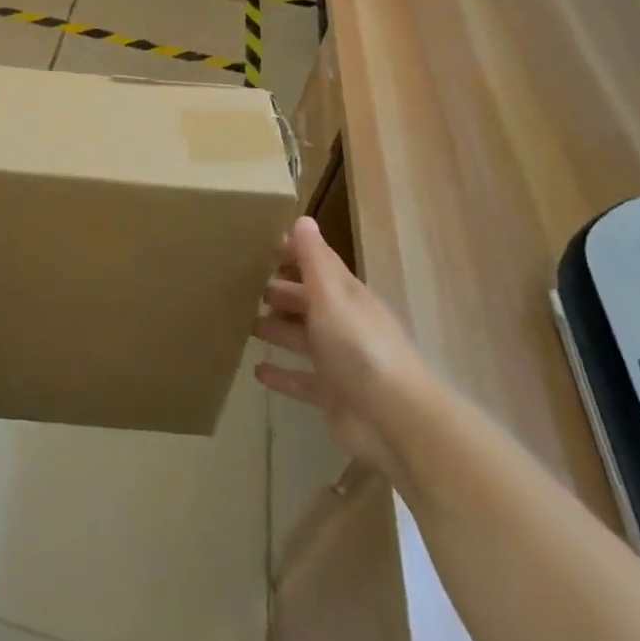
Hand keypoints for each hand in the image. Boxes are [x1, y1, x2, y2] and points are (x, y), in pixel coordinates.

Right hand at [254, 216, 431, 473]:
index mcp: (347, 296)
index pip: (319, 265)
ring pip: (303, 339)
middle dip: (281, 292)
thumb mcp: (332, 297)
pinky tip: (258, 372)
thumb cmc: (360, 348)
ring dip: (277, 330)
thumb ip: (314, 261)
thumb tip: (303, 219)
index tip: (262, 246)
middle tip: (244, 287)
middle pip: (308, 301)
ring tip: (246, 325)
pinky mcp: (333, 395)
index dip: (295, 253)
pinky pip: (302, 380)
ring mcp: (339, 361)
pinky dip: (282, 375)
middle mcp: (344, 324)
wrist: (396, 421)